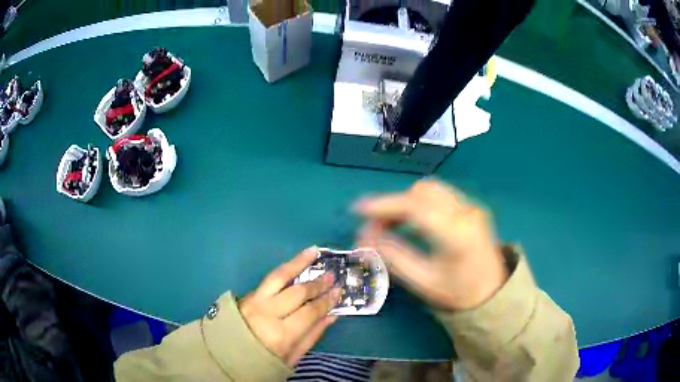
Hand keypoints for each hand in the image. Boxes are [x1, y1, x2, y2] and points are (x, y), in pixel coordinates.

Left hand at [238, 248, 341, 366]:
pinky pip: (269, 279)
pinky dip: (284, 269)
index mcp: (280, 334)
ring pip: (279, 276)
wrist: (228, 356)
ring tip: (313, 252)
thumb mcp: (292, 357)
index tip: (339, 291)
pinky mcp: (247, 295)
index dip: (326, 301)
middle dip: (317, 284)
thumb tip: (332, 315)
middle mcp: (267, 313)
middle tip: (331, 275)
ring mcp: (254, 301)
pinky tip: (293, 264)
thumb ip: (312, 335)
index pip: (310, 312)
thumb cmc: (263, 362)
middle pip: (297, 293)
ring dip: (298, 263)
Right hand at [356, 180, 507, 310]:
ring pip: (431, 190)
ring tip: (393, 224)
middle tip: (377, 226)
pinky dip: (421, 204)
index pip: (415, 207)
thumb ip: (395, 258)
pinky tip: (414, 222)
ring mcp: (472, 208)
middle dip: (394, 204)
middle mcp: (466, 212)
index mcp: (456, 234)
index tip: (358, 209)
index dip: (384, 205)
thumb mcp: (424, 282)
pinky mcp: (472, 209)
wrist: (493, 294)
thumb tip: (366, 239)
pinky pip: (441, 196)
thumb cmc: (459, 294)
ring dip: (407, 202)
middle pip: (422, 192)